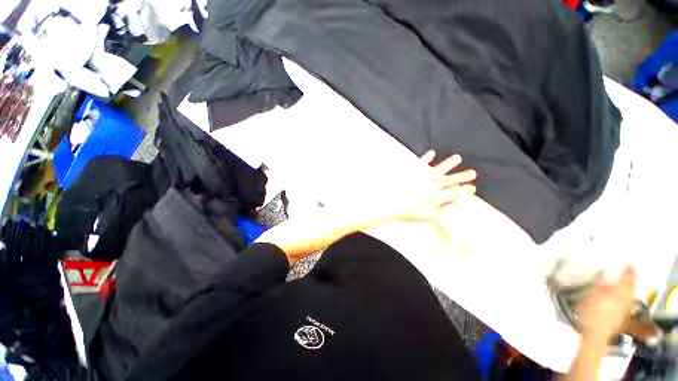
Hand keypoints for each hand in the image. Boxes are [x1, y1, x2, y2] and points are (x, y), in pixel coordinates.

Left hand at [392, 151, 476, 222]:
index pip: (453, 193)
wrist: (389, 203)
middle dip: (462, 176)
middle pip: (449, 180)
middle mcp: (430, 186)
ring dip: (449, 163)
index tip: (473, 188)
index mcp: (434, 197)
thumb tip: (451, 206)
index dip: (464, 191)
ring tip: (458, 157)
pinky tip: (432, 152)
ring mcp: (421, 177)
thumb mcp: (425, 216)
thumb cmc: (406, 212)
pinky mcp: (412, 172)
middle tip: (473, 173)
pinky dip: (427, 157)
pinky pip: (421, 163)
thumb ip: (439, 211)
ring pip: (439, 169)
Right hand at [576, 266, 637, 344]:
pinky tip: (616, 296)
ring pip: (630, 293)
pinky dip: (623, 295)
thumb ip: (598, 283)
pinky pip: (626, 300)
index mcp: (621, 291)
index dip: (628, 268)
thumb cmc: (592, 312)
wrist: (596, 334)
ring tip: (619, 282)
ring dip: (626, 287)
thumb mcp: (591, 295)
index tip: (625, 262)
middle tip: (622, 272)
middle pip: (632, 285)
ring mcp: (626, 307)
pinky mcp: (623, 314)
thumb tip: (602, 272)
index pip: (629, 276)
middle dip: (628, 278)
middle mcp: (628, 297)